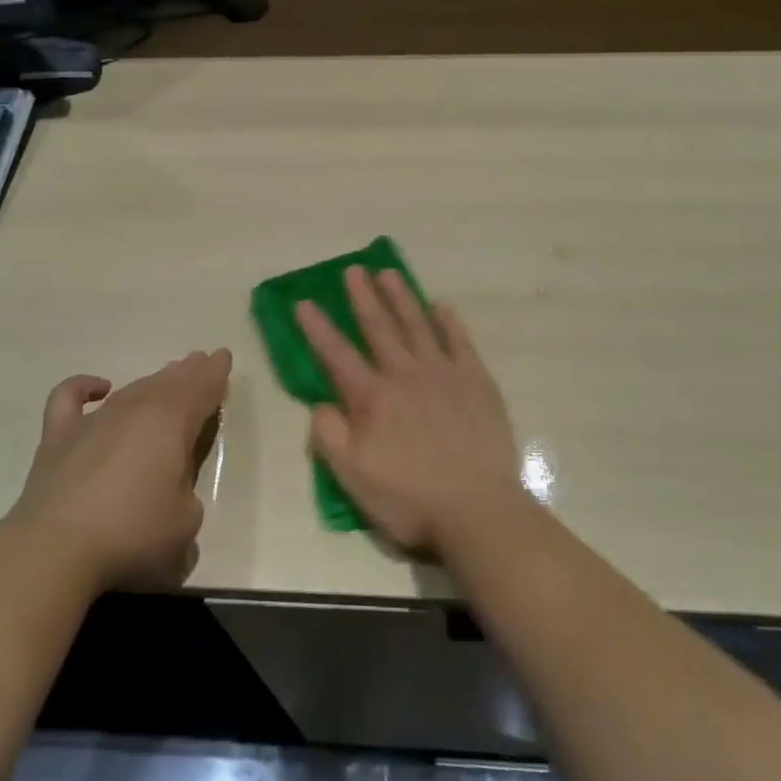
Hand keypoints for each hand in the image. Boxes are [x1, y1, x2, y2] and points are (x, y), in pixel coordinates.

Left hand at [6, 350, 231, 593]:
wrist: (56, 549)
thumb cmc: (133, 533)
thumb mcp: (186, 520)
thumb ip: (187, 491)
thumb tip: (172, 486)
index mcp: (172, 422)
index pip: (201, 389)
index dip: (215, 373)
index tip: (223, 357)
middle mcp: (135, 410)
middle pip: (168, 382)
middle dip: (188, 372)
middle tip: (200, 361)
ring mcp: (94, 420)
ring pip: (131, 388)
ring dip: (152, 380)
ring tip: (167, 374)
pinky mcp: (59, 436)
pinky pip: (70, 397)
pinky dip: (84, 386)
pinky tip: (99, 387)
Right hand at [297, 268, 525, 559]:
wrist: (477, 511)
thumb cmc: (409, 498)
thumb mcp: (352, 477)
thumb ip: (329, 435)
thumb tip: (320, 403)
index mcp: (372, 398)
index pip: (336, 355)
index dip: (317, 328)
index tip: (303, 301)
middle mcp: (405, 375)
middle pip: (379, 328)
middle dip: (363, 297)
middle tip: (353, 269)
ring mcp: (443, 374)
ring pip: (417, 325)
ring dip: (401, 297)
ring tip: (388, 272)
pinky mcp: (476, 381)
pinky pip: (460, 341)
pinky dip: (449, 321)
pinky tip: (441, 305)